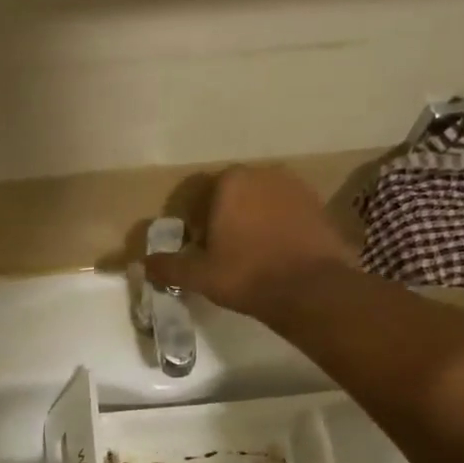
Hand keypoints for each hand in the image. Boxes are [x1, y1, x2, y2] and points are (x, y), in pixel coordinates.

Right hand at [142, 166, 357, 324]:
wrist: (311, 289)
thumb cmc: (246, 275)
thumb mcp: (199, 275)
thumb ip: (168, 266)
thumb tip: (144, 263)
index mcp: (231, 181)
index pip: (201, 198)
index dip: (196, 225)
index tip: (200, 250)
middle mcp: (264, 173)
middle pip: (233, 196)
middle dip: (225, 220)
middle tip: (223, 254)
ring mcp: (296, 187)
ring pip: (262, 204)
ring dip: (253, 223)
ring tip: (251, 257)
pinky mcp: (320, 205)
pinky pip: (287, 214)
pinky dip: (279, 229)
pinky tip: (277, 256)